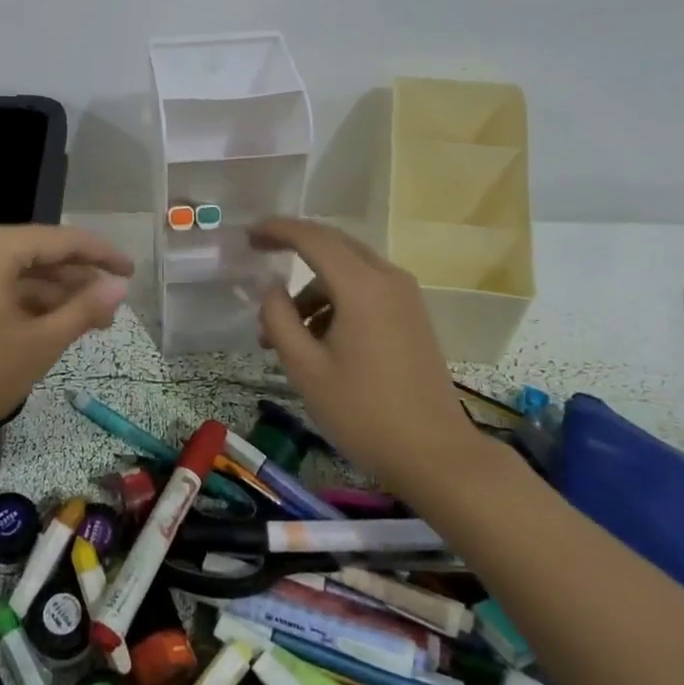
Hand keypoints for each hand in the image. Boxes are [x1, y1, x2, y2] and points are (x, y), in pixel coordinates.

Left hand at [0, 223, 133, 451]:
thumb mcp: (36, 345)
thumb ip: (81, 311)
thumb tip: (118, 286)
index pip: (63, 239)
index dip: (102, 255)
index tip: (132, 272)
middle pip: (37, 255)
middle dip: (77, 282)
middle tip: (112, 310)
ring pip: (14, 277)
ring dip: (51, 298)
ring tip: (84, 325)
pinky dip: (22, 307)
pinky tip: (41, 330)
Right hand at [250, 217, 482, 490]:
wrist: (435, 454)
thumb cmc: (363, 412)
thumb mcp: (305, 368)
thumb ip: (279, 318)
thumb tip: (270, 287)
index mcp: (361, 286)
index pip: (312, 238)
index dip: (277, 230)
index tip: (248, 234)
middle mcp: (388, 279)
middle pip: (333, 246)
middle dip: (293, 250)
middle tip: (258, 259)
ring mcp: (405, 297)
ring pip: (348, 271)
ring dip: (312, 289)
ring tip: (283, 334)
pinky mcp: (412, 316)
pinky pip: (366, 290)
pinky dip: (335, 301)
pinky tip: (318, 341)